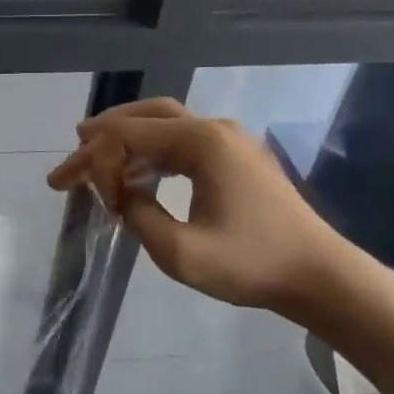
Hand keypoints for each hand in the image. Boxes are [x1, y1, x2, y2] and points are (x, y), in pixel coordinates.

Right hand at [47, 98, 351, 313]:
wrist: (321, 277)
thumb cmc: (253, 264)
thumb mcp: (181, 253)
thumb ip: (138, 217)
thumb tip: (122, 196)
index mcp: (201, 142)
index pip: (129, 134)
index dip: (99, 162)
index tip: (96, 202)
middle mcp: (212, 129)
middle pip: (143, 116)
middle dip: (103, 135)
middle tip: (72, 153)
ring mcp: (227, 140)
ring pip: (162, 125)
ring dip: (126, 140)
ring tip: (92, 157)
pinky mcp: (234, 157)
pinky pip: (180, 142)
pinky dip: (150, 152)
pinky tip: (136, 174)